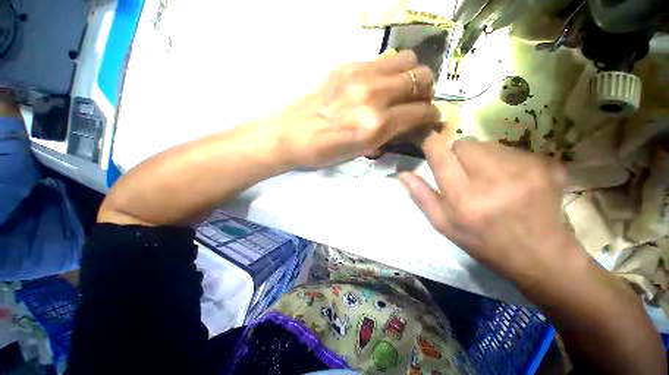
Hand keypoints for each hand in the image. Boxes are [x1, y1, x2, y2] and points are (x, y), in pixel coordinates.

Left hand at [267, 50, 440, 168]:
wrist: (290, 135)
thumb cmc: (323, 152)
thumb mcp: (359, 152)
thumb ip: (387, 136)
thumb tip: (408, 126)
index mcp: (375, 125)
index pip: (420, 112)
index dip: (431, 116)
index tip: (431, 120)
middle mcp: (373, 96)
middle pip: (420, 78)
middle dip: (426, 92)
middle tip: (417, 103)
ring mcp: (359, 75)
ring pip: (405, 60)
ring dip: (411, 76)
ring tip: (402, 90)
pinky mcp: (346, 66)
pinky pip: (381, 60)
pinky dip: (389, 72)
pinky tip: (379, 85)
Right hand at [399, 132, 581, 288]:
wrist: (540, 255)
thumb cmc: (483, 241)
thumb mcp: (443, 224)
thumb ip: (421, 196)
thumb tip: (402, 173)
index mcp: (464, 199)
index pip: (441, 156)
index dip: (431, 142)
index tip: (426, 138)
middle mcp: (493, 181)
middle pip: (465, 143)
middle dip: (459, 153)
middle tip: (465, 173)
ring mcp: (525, 171)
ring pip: (489, 144)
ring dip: (483, 157)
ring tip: (492, 180)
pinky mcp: (547, 165)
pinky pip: (514, 149)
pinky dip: (507, 161)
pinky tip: (514, 181)